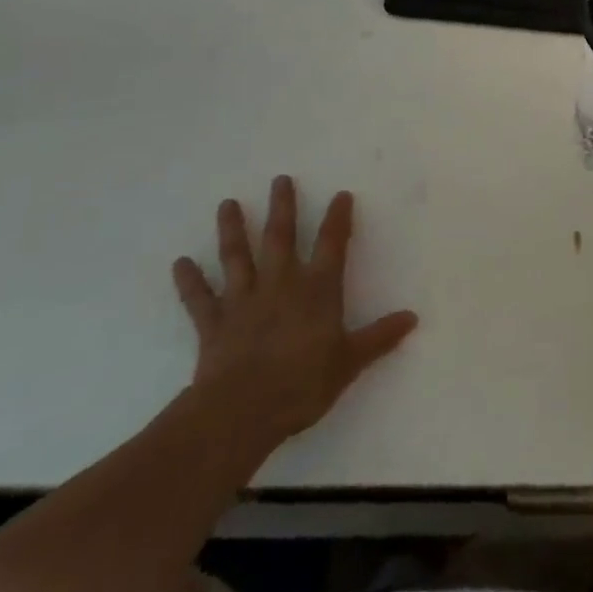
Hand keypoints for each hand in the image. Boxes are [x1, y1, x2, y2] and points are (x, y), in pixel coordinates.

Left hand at [172, 178, 416, 452]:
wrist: (242, 412)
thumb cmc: (303, 383)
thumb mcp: (350, 362)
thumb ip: (379, 337)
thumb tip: (412, 318)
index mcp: (317, 289)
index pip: (332, 244)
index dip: (338, 218)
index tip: (341, 195)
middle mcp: (281, 284)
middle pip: (281, 237)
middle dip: (282, 207)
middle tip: (280, 180)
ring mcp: (244, 301)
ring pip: (237, 257)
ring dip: (232, 230)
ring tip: (227, 204)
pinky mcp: (214, 324)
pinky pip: (199, 298)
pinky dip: (189, 281)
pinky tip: (180, 263)